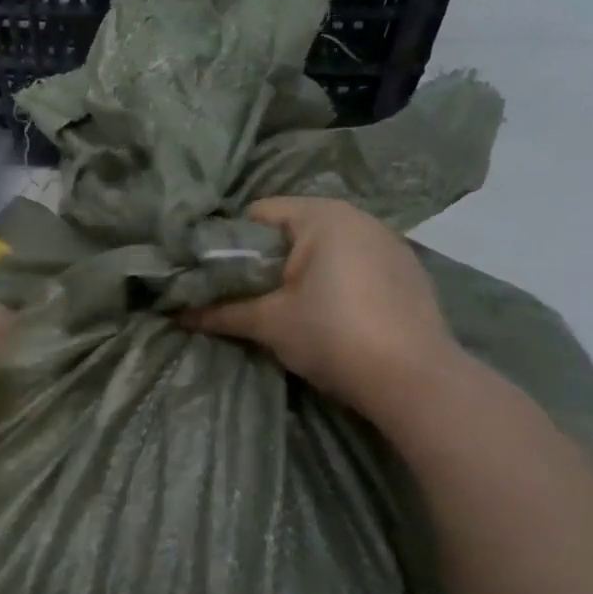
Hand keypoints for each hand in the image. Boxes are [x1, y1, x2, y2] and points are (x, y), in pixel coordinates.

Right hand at [184, 197, 459, 422]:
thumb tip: (177, 314)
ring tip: (281, 308)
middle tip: (240, 295)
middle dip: (263, 261)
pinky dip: (332, 282)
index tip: (212, 275)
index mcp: (322, 216)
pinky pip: (353, 265)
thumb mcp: (269, 323)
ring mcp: (389, 244)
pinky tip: (328, 316)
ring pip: (324, 249)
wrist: (414, 380)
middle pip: (291, 230)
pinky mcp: (406, 272)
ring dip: (298, 273)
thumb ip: (221, 312)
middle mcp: (358, 217)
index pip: (258, 214)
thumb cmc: (333, 336)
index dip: (228, 242)